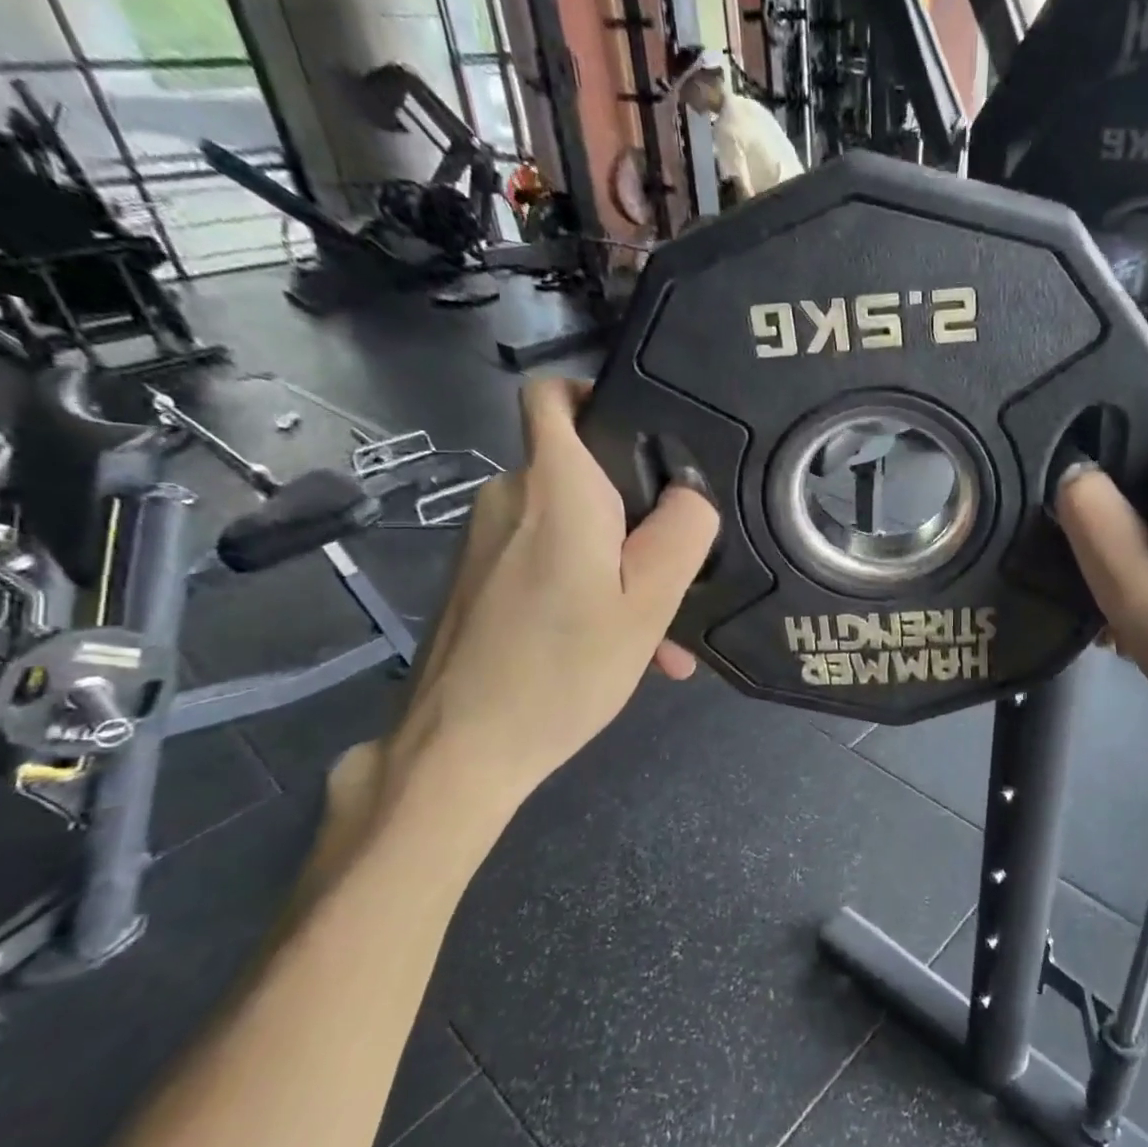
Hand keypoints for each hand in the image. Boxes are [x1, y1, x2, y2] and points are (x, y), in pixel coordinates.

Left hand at [341, 379, 716, 876]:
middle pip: (581, 473)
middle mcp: (510, 498)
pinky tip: (615, 648)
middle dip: (635, 516)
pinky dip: (585, 588)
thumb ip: (681, 532)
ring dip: (618, 567)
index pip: (552, 395)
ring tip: (657, 636)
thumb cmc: (562, 669)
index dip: (597, 395)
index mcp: (555, 488)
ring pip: (570, 526)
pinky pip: (546, 560)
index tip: (647, 439)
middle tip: (677, 577)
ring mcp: (486, 539)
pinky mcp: (478, 577)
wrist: (458, 751)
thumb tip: (689, 492)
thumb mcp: (647, 603)